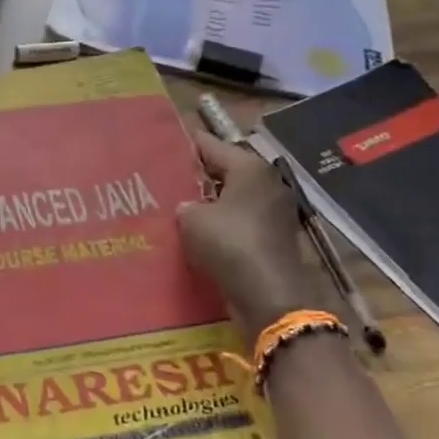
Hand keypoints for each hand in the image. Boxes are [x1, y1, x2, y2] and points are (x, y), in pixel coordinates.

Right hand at [176, 129, 336, 340]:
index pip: (212, 145)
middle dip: (198, 175)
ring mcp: (275, 211)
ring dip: (210, 202)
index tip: (164, 145)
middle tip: (167, 179)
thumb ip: (186, 205)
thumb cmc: (229, 243)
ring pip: (233, 197)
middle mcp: (267, 182)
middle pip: (226, 170)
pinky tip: (199, 232)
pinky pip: (240, 221)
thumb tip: (188, 207)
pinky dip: (222, 224)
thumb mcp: (192, 219)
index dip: (187, 145)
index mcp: (250, 167)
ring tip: (178, 206)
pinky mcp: (274, 236)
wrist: (269, 294)